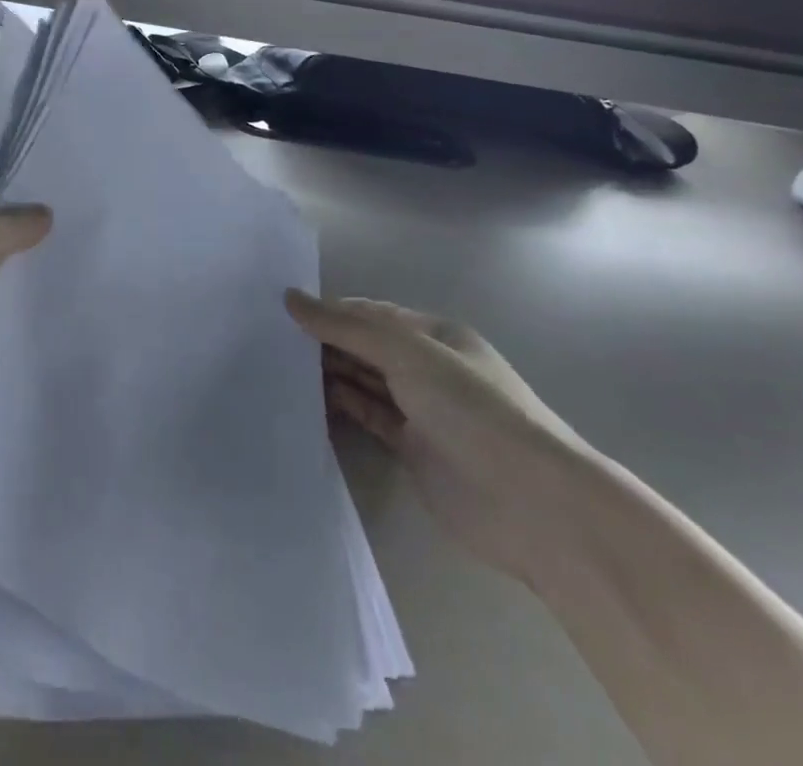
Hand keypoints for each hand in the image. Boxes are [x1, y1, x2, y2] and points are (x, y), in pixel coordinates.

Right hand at [285, 290, 597, 585]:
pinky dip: (340, 407)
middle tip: (268, 339)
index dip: (329, 310)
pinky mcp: (412, 450)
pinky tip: (305, 399)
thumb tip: (290, 298)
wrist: (533, 505)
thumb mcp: (408, 353)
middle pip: (366, 346)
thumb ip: (347, 327)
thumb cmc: (473, 410)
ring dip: (328, 373)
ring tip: (277, 366)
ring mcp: (421, 410)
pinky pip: (367, 417)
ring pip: (364, 381)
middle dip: (324, 341)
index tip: (280, 311)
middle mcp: (427, 367)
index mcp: (435, 335)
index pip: (371, 314)